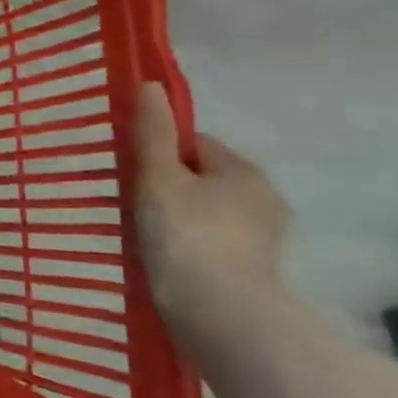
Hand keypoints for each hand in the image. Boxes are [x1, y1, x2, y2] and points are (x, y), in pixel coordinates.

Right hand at [134, 83, 290, 322]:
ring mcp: (263, 240)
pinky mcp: (254, 273)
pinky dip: (191, 249)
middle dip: (172, 188)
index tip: (133, 173)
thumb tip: (150, 85)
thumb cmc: (186, 234)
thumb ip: (152, 134)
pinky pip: (213, 246)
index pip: (195, 145)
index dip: (161, 153)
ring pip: (208, 215)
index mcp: (243, 171)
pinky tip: (167, 262)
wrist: (219, 312)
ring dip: (181, 221)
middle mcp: (264, 200)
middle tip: (134, 206)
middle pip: (204, 180)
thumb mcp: (159, 177)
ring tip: (146, 238)